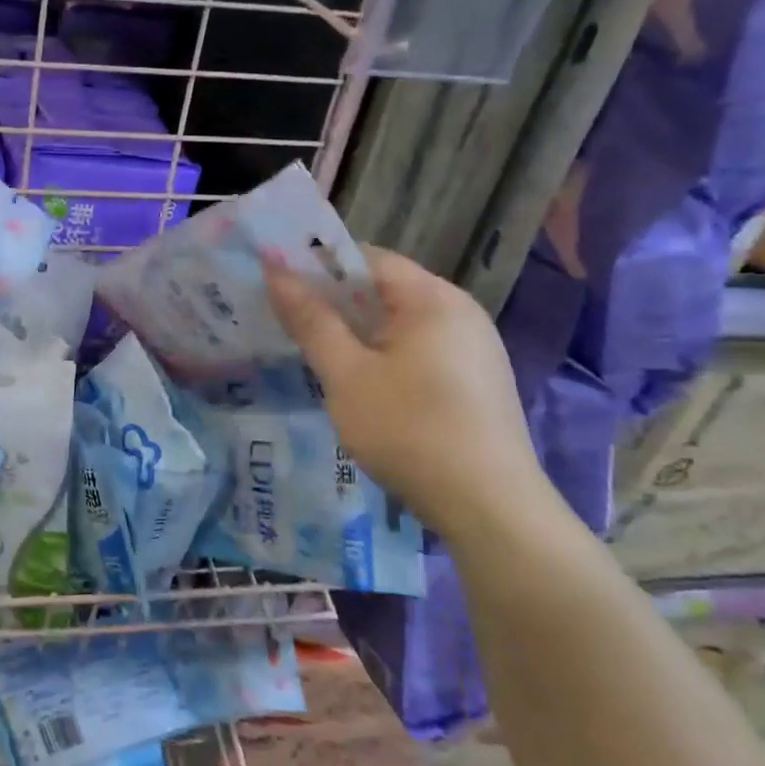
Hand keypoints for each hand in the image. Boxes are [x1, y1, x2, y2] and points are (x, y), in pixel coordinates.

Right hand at [265, 246, 545, 538]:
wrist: (489, 508)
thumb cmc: (410, 429)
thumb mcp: (346, 374)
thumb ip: (310, 319)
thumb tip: (275, 268)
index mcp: (433, 298)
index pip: (367, 257)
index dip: (318, 265)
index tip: (277, 283)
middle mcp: (460, 312)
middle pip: (385, 289)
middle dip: (333, 300)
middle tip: (285, 318)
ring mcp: (474, 348)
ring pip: (399, 323)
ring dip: (355, 331)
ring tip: (312, 350)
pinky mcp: (475, 381)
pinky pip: (418, 349)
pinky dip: (382, 354)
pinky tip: (357, 383)